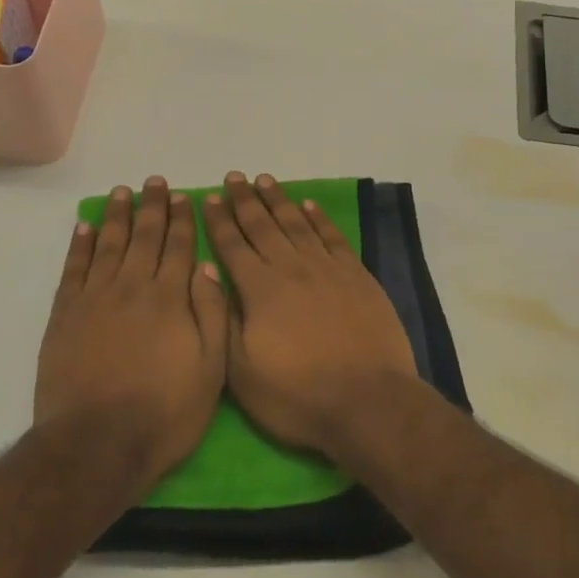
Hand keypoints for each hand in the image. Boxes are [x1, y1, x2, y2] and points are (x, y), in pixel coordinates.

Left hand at [35, 178, 228, 488]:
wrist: (96, 444)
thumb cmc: (164, 413)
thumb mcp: (210, 370)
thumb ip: (212, 314)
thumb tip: (206, 266)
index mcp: (170, 298)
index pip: (179, 247)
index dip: (182, 220)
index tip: (184, 196)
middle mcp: (133, 287)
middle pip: (145, 237)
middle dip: (153, 207)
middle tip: (155, 182)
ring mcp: (96, 298)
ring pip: (108, 243)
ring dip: (117, 215)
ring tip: (123, 192)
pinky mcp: (66, 314)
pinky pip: (74, 268)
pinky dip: (79, 245)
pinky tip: (84, 227)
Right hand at [205, 172, 418, 458]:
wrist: (368, 401)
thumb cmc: (298, 396)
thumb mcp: (243, 373)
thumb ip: (225, 321)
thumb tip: (213, 277)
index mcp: (260, 290)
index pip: (232, 246)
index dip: (219, 221)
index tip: (210, 197)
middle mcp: (291, 268)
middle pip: (263, 225)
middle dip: (245, 200)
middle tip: (235, 176)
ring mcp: (327, 269)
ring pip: (296, 223)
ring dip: (278, 200)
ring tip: (265, 180)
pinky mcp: (356, 275)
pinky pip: (332, 236)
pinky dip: (319, 218)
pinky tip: (309, 205)